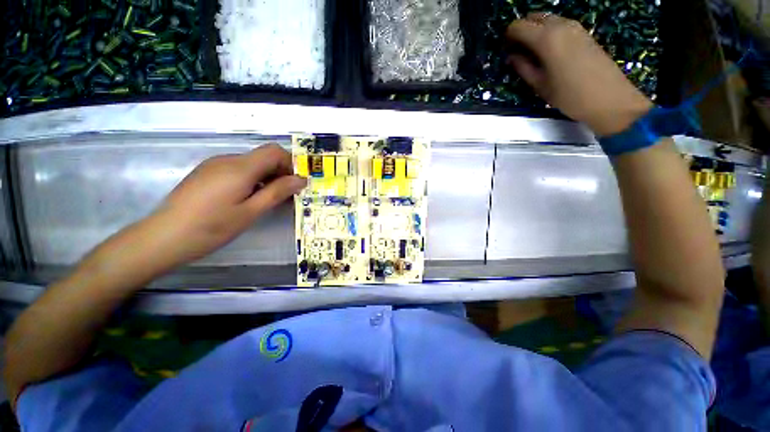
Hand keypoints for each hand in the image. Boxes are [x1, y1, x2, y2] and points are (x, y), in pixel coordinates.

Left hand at [151, 144, 305, 265]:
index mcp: (240, 168)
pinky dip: (250, 180)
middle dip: (279, 174)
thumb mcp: (250, 212)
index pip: (274, 151)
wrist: (163, 237)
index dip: (289, 164)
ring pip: (251, 164)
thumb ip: (277, 192)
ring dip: (265, 178)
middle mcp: (227, 160)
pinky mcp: (206, 173)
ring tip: (264, 202)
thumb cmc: (211, 227)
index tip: (292, 185)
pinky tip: (244, 200)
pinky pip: (237, 169)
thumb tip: (301, 179)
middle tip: (283, 198)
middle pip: (263, 157)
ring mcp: (214, 165)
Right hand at [506, 13, 652, 135]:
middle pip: (534, 17)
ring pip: (548, 19)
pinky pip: (560, 25)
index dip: (508, 36)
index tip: (505, 49)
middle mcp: (560, 26)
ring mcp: (575, 27)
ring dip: (537, 31)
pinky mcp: (584, 33)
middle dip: (522, 30)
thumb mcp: (540, 86)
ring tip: (532, 52)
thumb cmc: (570, 96)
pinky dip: (550, 32)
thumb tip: (512, 57)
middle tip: (517, 50)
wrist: (609, 99)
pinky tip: (549, 51)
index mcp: (546, 39)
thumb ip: (523, 68)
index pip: (519, 26)